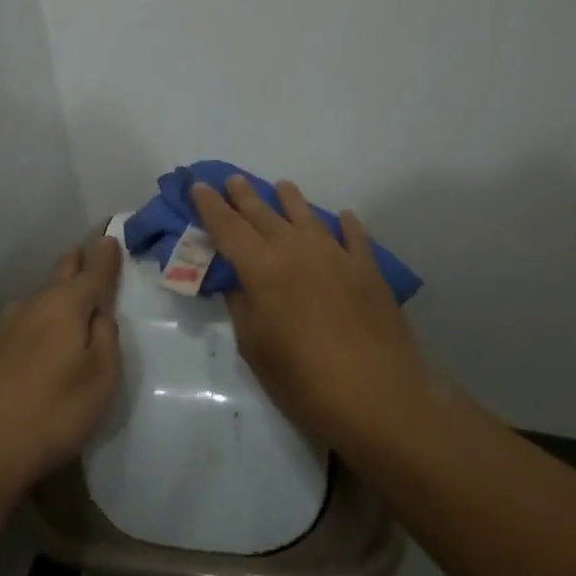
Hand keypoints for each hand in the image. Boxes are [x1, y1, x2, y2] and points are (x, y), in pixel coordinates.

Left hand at [0, 234, 122, 491]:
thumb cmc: (54, 411)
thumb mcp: (101, 377)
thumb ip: (106, 336)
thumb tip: (99, 312)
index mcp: (66, 304)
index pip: (93, 269)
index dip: (106, 253)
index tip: (112, 236)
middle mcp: (34, 304)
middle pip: (62, 273)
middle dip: (79, 262)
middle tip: (93, 255)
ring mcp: (7, 325)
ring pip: (41, 298)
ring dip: (58, 293)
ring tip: (72, 301)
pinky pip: (26, 321)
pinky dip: (41, 319)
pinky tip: (43, 338)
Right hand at [191, 175, 427, 448]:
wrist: (377, 396)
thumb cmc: (304, 380)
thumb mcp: (255, 348)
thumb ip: (241, 306)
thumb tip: (236, 280)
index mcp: (262, 268)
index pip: (228, 227)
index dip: (210, 206)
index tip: (198, 186)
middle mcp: (296, 249)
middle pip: (264, 213)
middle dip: (244, 196)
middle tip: (232, 180)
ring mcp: (336, 255)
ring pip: (307, 215)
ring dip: (289, 198)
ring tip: (281, 186)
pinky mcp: (368, 268)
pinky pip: (353, 235)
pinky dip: (345, 223)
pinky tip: (343, 217)